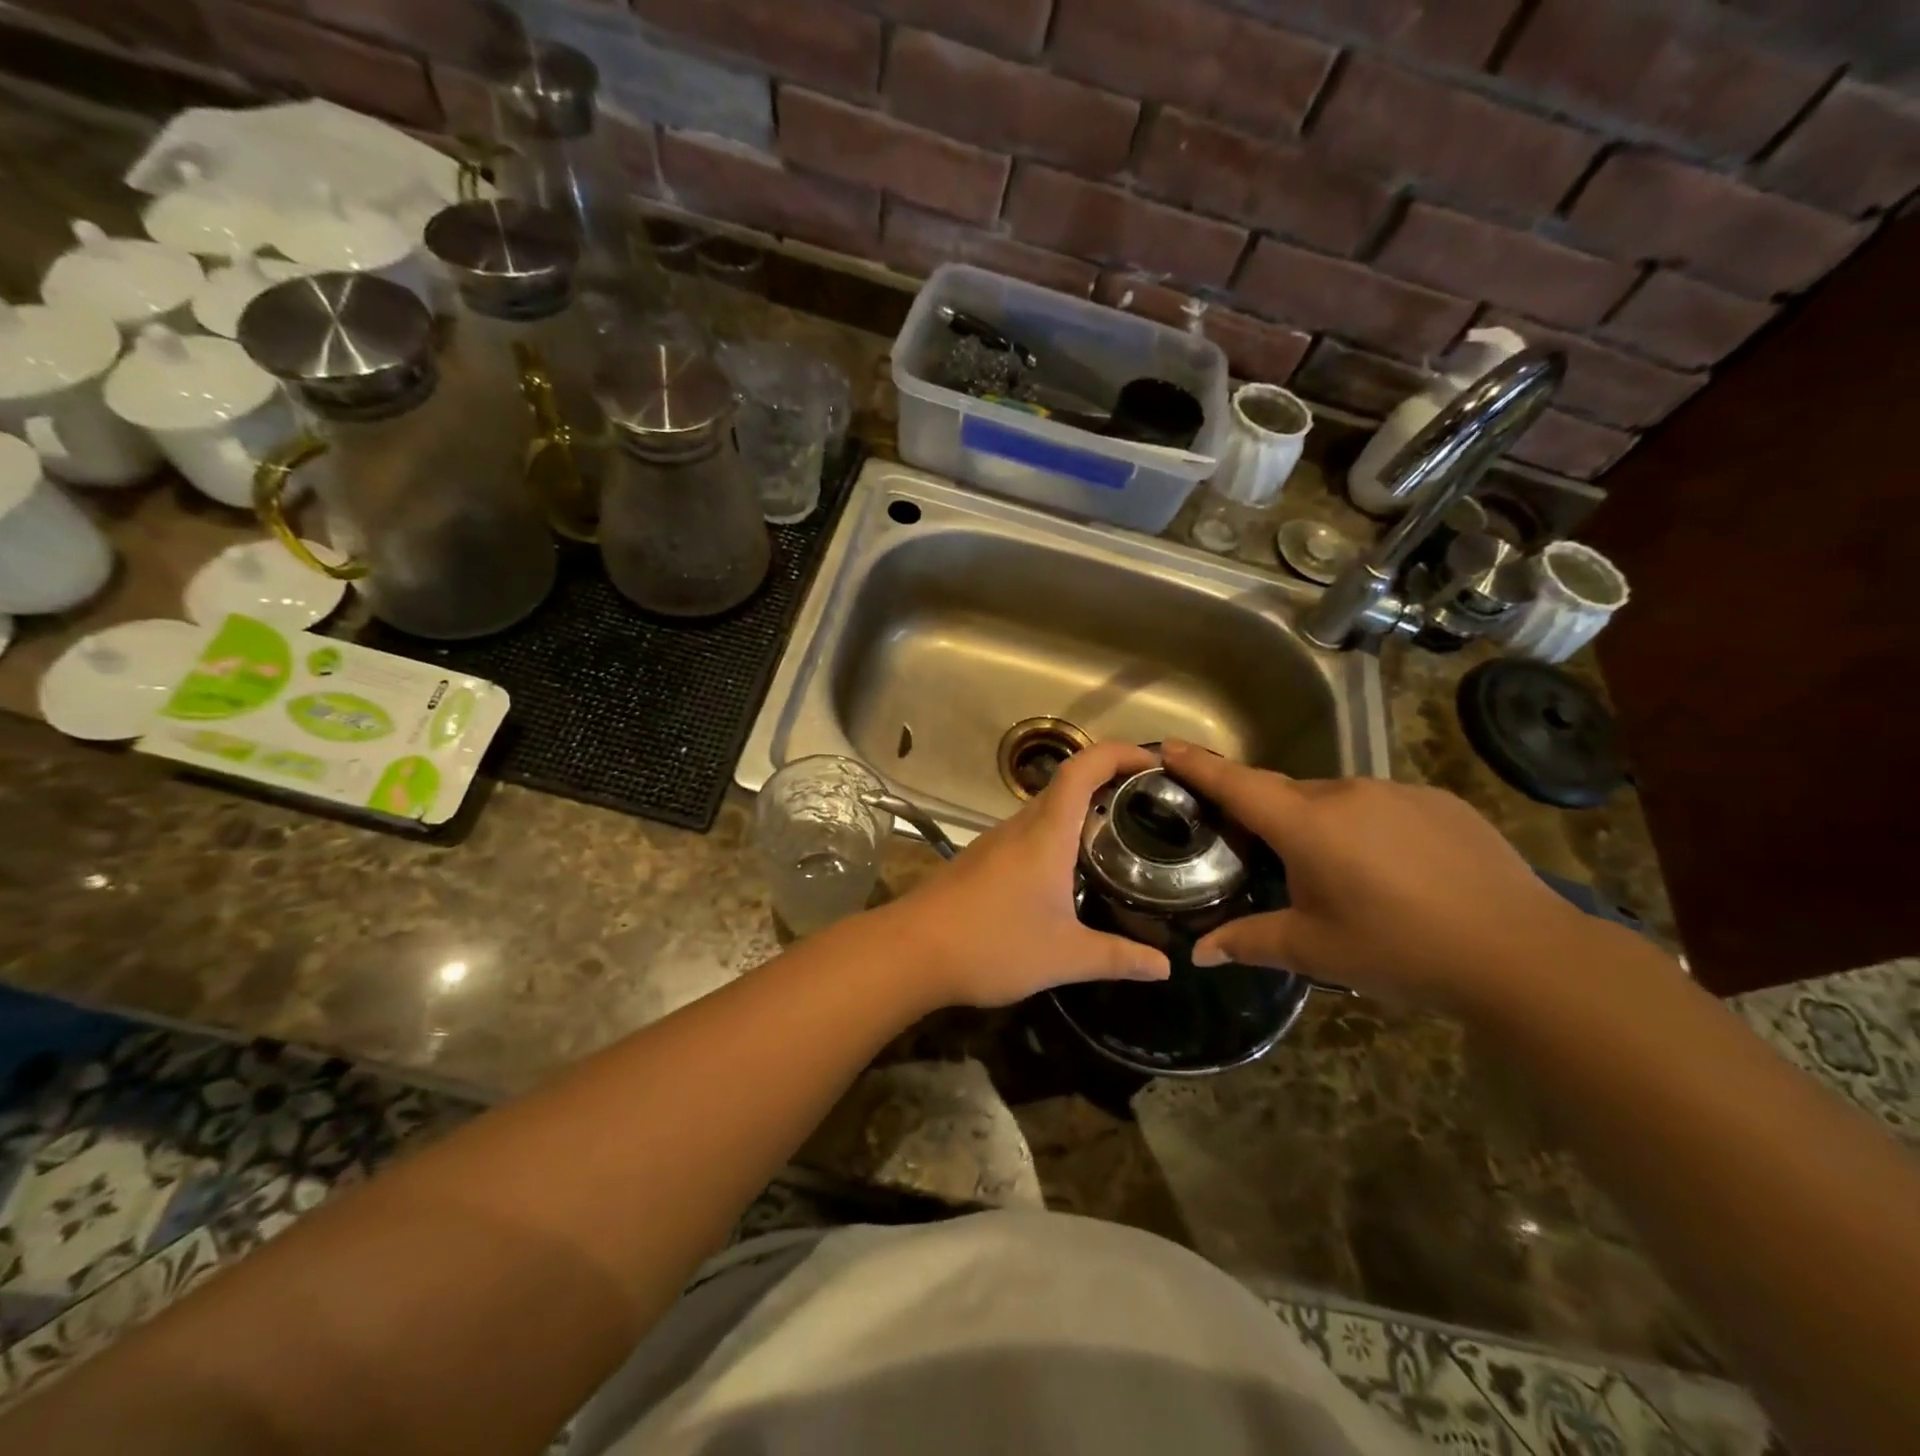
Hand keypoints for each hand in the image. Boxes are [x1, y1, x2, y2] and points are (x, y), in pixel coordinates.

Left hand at [895, 742, 1170, 1008]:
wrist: (911, 951)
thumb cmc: (992, 944)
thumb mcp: (1064, 956)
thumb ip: (1118, 958)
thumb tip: (1165, 967)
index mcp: (1046, 833)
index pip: (1084, 768)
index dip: (1119, 753)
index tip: (1153, 762)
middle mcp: (1020, 826)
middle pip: (1067, 785)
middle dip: (1108, 783)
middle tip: (1148, 806)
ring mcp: (996, 842)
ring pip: (1045, 810)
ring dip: (1081, 812)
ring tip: (1118, 838)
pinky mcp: (981, 861)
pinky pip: (1028, 834)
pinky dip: (1057, 836)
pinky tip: (1068, 871)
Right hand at [1161, 741, 1587, 1007]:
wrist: (1522, 952)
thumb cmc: (1400, 950)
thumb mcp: (1316, 951)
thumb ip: (1250, 942)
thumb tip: (1197, 953)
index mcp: (1306, 825)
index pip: (1237, 784)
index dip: (1199, 765)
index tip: (1166, 746)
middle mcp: (1345, 793)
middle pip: (1285, 793)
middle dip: (1266, 815)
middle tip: (1261, 851)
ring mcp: (1396, 791)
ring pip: (1335, 800)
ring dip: (1320, 825)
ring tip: (1338, 874)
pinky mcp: (1438, 801)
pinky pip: (1380, 805)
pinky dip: (1367, 827)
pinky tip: (1392, 870)